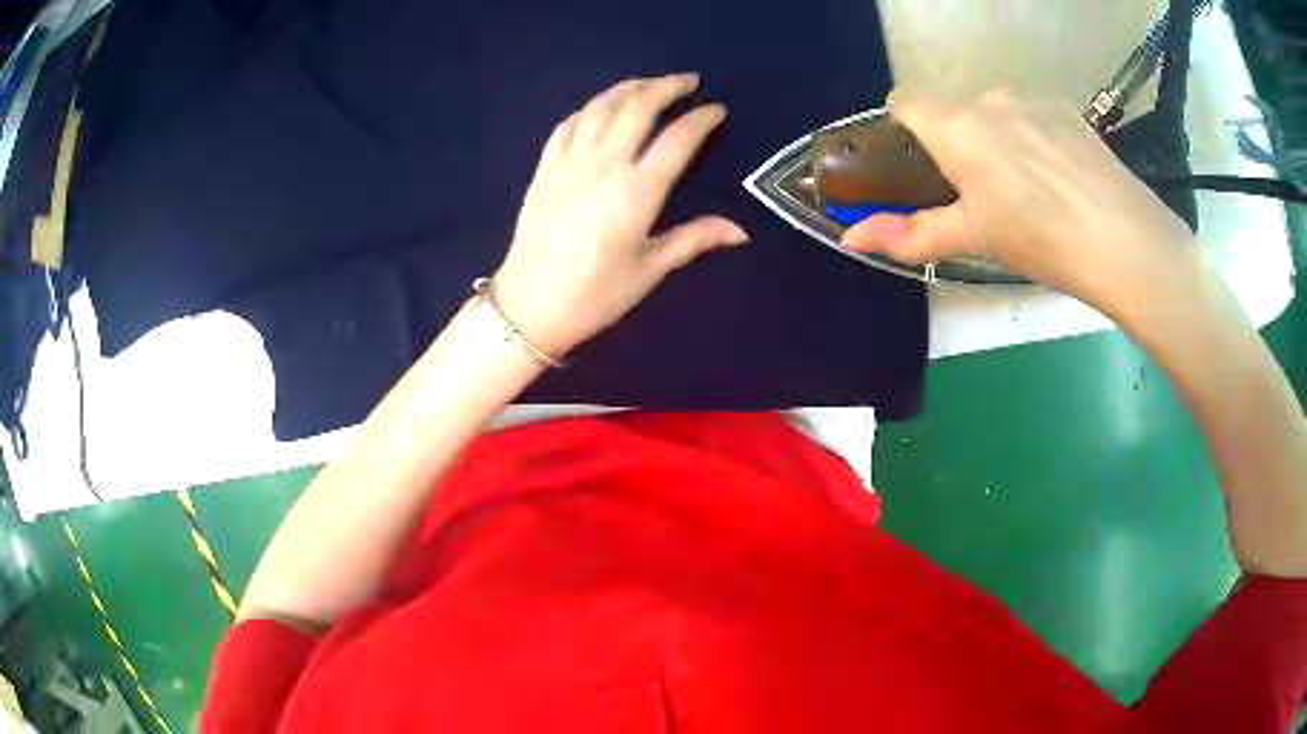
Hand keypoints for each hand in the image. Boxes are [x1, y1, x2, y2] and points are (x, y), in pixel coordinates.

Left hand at [491, 74, 747, 357]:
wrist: (530, 306)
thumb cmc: (595, 295)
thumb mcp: (650, 270)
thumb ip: (694, 239)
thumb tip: (741, 231)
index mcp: (637, 192)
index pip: (677, 139)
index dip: (701, 119)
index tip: (717, 110)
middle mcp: (604, 165)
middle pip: (637, 107)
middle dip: (666, 87)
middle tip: (687, 81)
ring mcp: (569, 162)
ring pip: (600, 107)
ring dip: (628, 88)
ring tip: (649, 84)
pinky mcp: (545, 167)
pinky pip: (568, 124)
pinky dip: (590, 108)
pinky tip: (601, 108)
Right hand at [841, 89, 1199, 312]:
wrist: (1122, 241)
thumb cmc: (1039, 241)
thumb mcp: (972, 241)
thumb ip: (908, 235)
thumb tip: (850, 240)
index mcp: (957, 128)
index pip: (906, 102)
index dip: (904, 128)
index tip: (921, 164)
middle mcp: (988, 99)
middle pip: (956, 111)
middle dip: (960, 143)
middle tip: (986, 194)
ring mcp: (1030, 99)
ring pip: (996, 111)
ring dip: (999, 138)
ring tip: (1032, 189)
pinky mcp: (1065, 108)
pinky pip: (1032, 113)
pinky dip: (1034, 136)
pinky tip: (1060, 176)